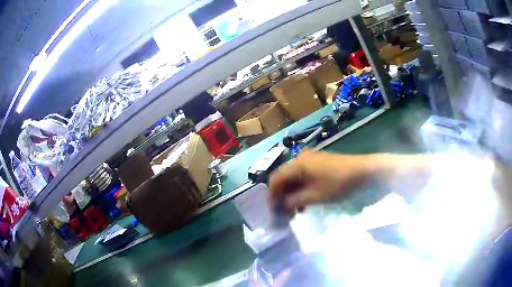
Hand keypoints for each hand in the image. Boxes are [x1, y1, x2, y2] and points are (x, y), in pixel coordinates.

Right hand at [269, 151, 378, 212]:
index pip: (275, 180)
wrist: (362, 171)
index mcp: (297, 164)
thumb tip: (280, 205)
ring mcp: (309, 160)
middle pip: (283, 179)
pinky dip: (301, 190)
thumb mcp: (314, 196)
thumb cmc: (338, 184)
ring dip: (291, 195)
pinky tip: (304, 203)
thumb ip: (293, 201)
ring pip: (293, 179)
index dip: (271, 197)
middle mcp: (299, 159)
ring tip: (295, 212)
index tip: (273, 212)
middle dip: (282, 197)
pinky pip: (302, 177)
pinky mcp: (317, 163)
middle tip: (285, 214)